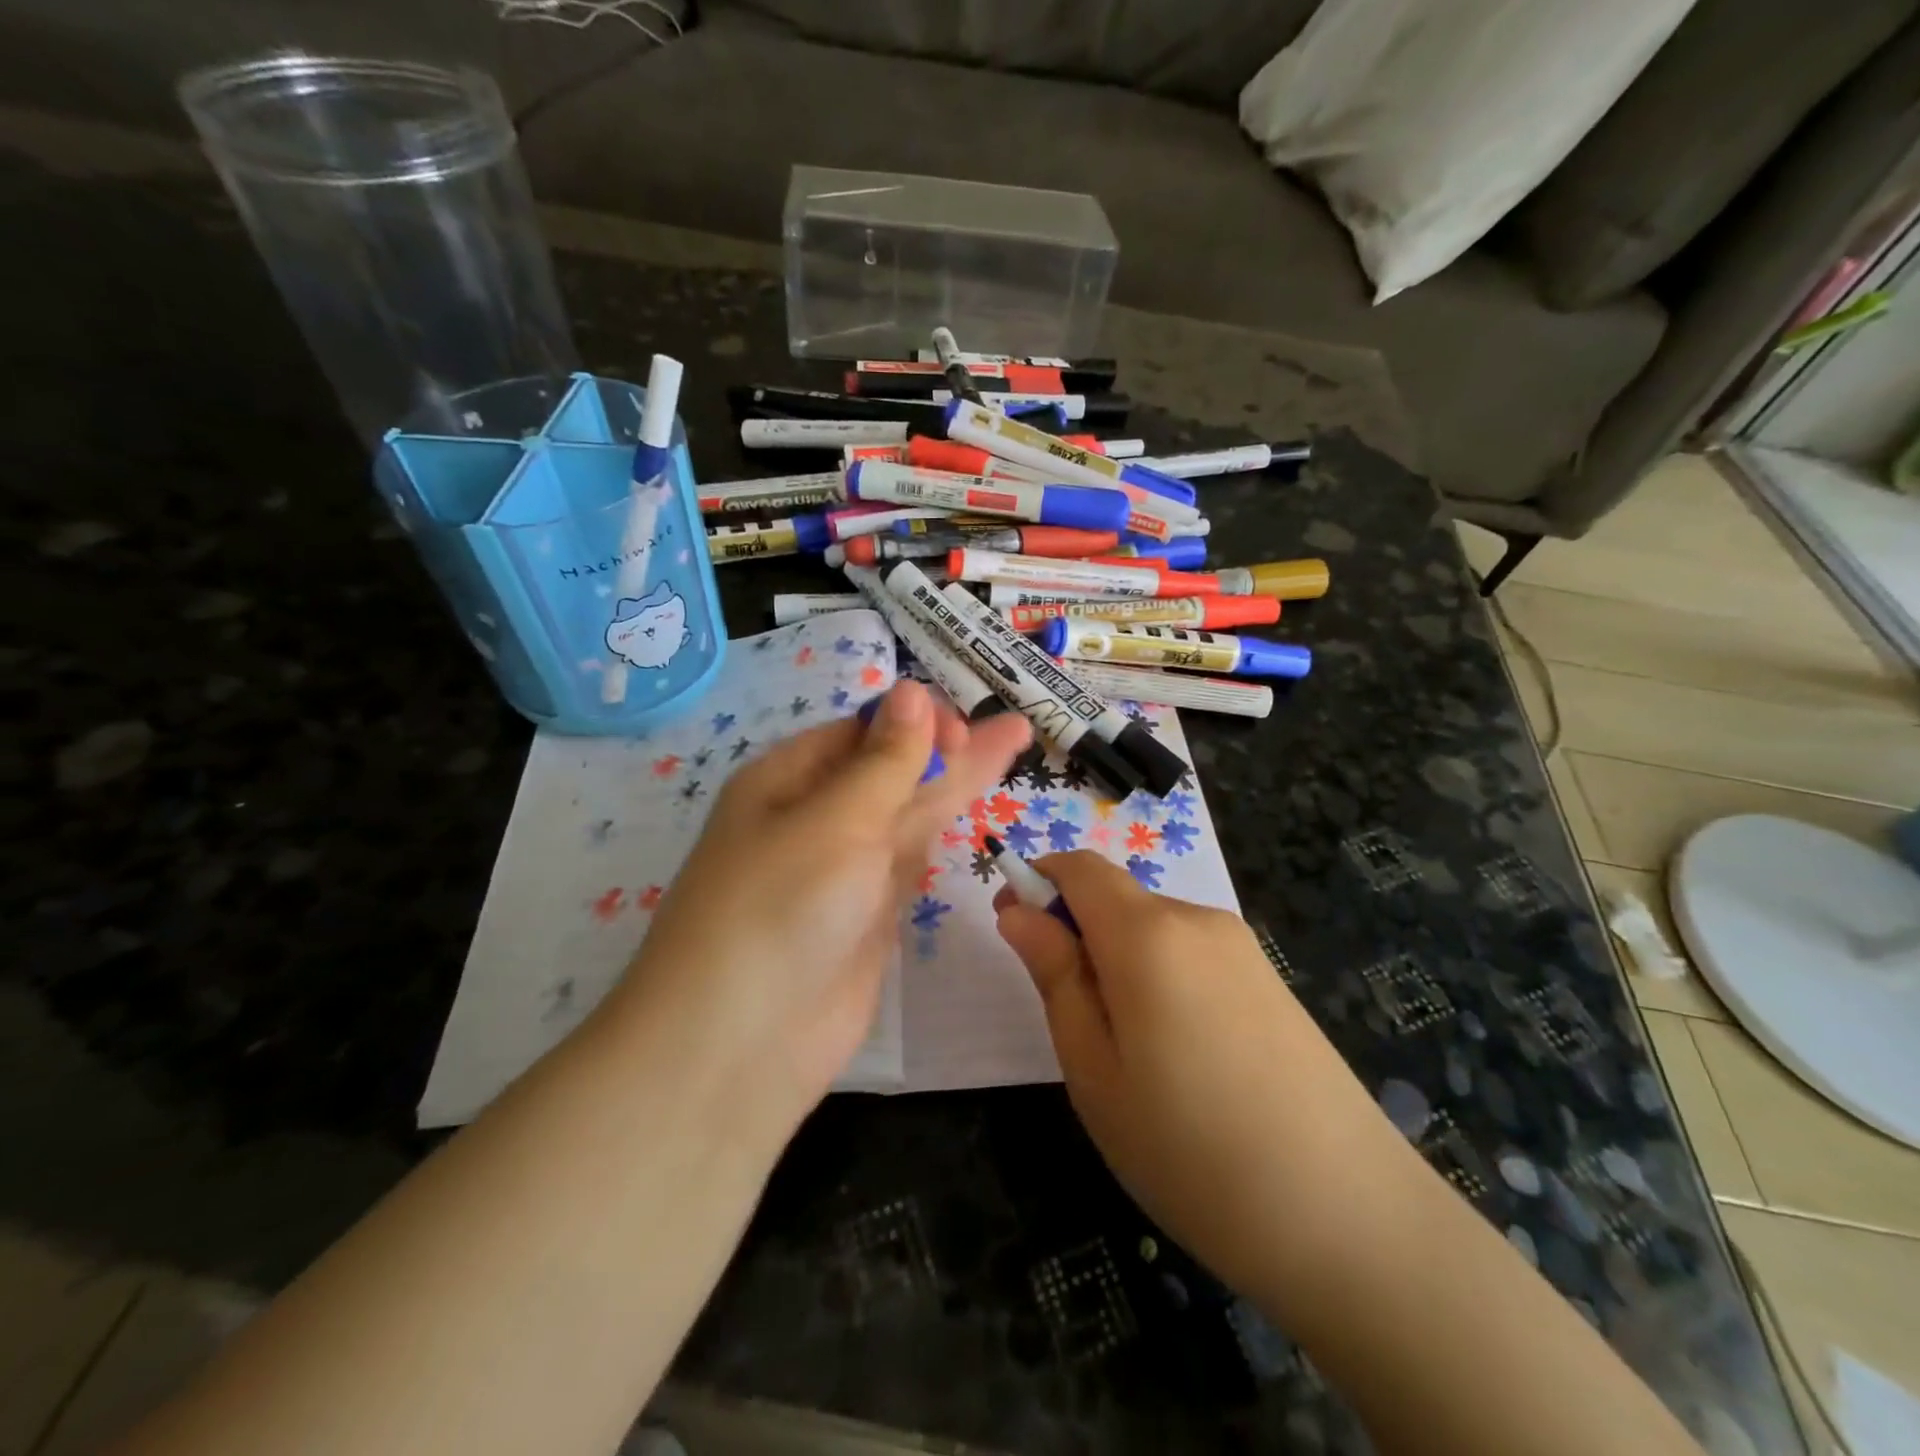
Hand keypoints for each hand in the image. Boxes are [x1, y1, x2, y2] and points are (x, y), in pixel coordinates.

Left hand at [614, 682, 1029, 1139]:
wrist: (742, 1047)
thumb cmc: (779, 910)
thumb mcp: (835, 821)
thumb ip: (886, 762)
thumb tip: (910, 690)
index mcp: (788, 780)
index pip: (860, 731)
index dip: (913, 722)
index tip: (960, 729)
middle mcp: (816, 817)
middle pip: (891, 767)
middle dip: (949, 744)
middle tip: (1011, 726)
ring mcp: (846, 868)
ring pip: (909, 811)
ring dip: (958, 779)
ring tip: (1014, 739)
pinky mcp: (870, 913)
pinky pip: (911, 857)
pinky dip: (942, 829)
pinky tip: (969, 802)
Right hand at [995, 852, 1390, 1295]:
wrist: (1352, 1221)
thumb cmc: (1190, 1150)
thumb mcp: (1094, 1070)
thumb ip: (1055, 976)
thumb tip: (1019, 913)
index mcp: (1148, 933)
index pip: (1080, 867)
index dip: (1038, 884)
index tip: (1015, 931)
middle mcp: (1198, 920)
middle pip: (1118, 899)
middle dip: (1078, 934)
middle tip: (1072, 1022)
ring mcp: (1243, 949)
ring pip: (1154, 930)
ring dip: (1120, 962)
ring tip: (1130, 1056)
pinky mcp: (1271, 980)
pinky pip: (1193, 956)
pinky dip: (1162, 979)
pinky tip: (1182, 1058)